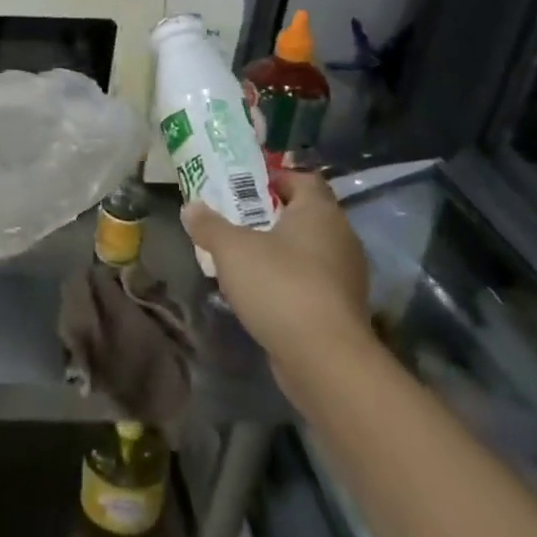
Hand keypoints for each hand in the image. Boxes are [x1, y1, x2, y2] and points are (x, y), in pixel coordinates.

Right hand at [183, 169, 373, 403]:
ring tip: (240, 257)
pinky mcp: (342, 307)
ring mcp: (345, 275)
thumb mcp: (231, 249)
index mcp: (320, 212)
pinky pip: (311, 280)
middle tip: (233, 219)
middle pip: (304, 214)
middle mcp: (341, 237)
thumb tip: (191, 207)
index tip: (241, 187)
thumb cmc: (279, 285)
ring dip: (277, 250)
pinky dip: (287, 279)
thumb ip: (209, 224)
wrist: (324, 358)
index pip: (302, 179)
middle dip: (269, 215)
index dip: (272, 178)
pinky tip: (259, 291)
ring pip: (307, 249)